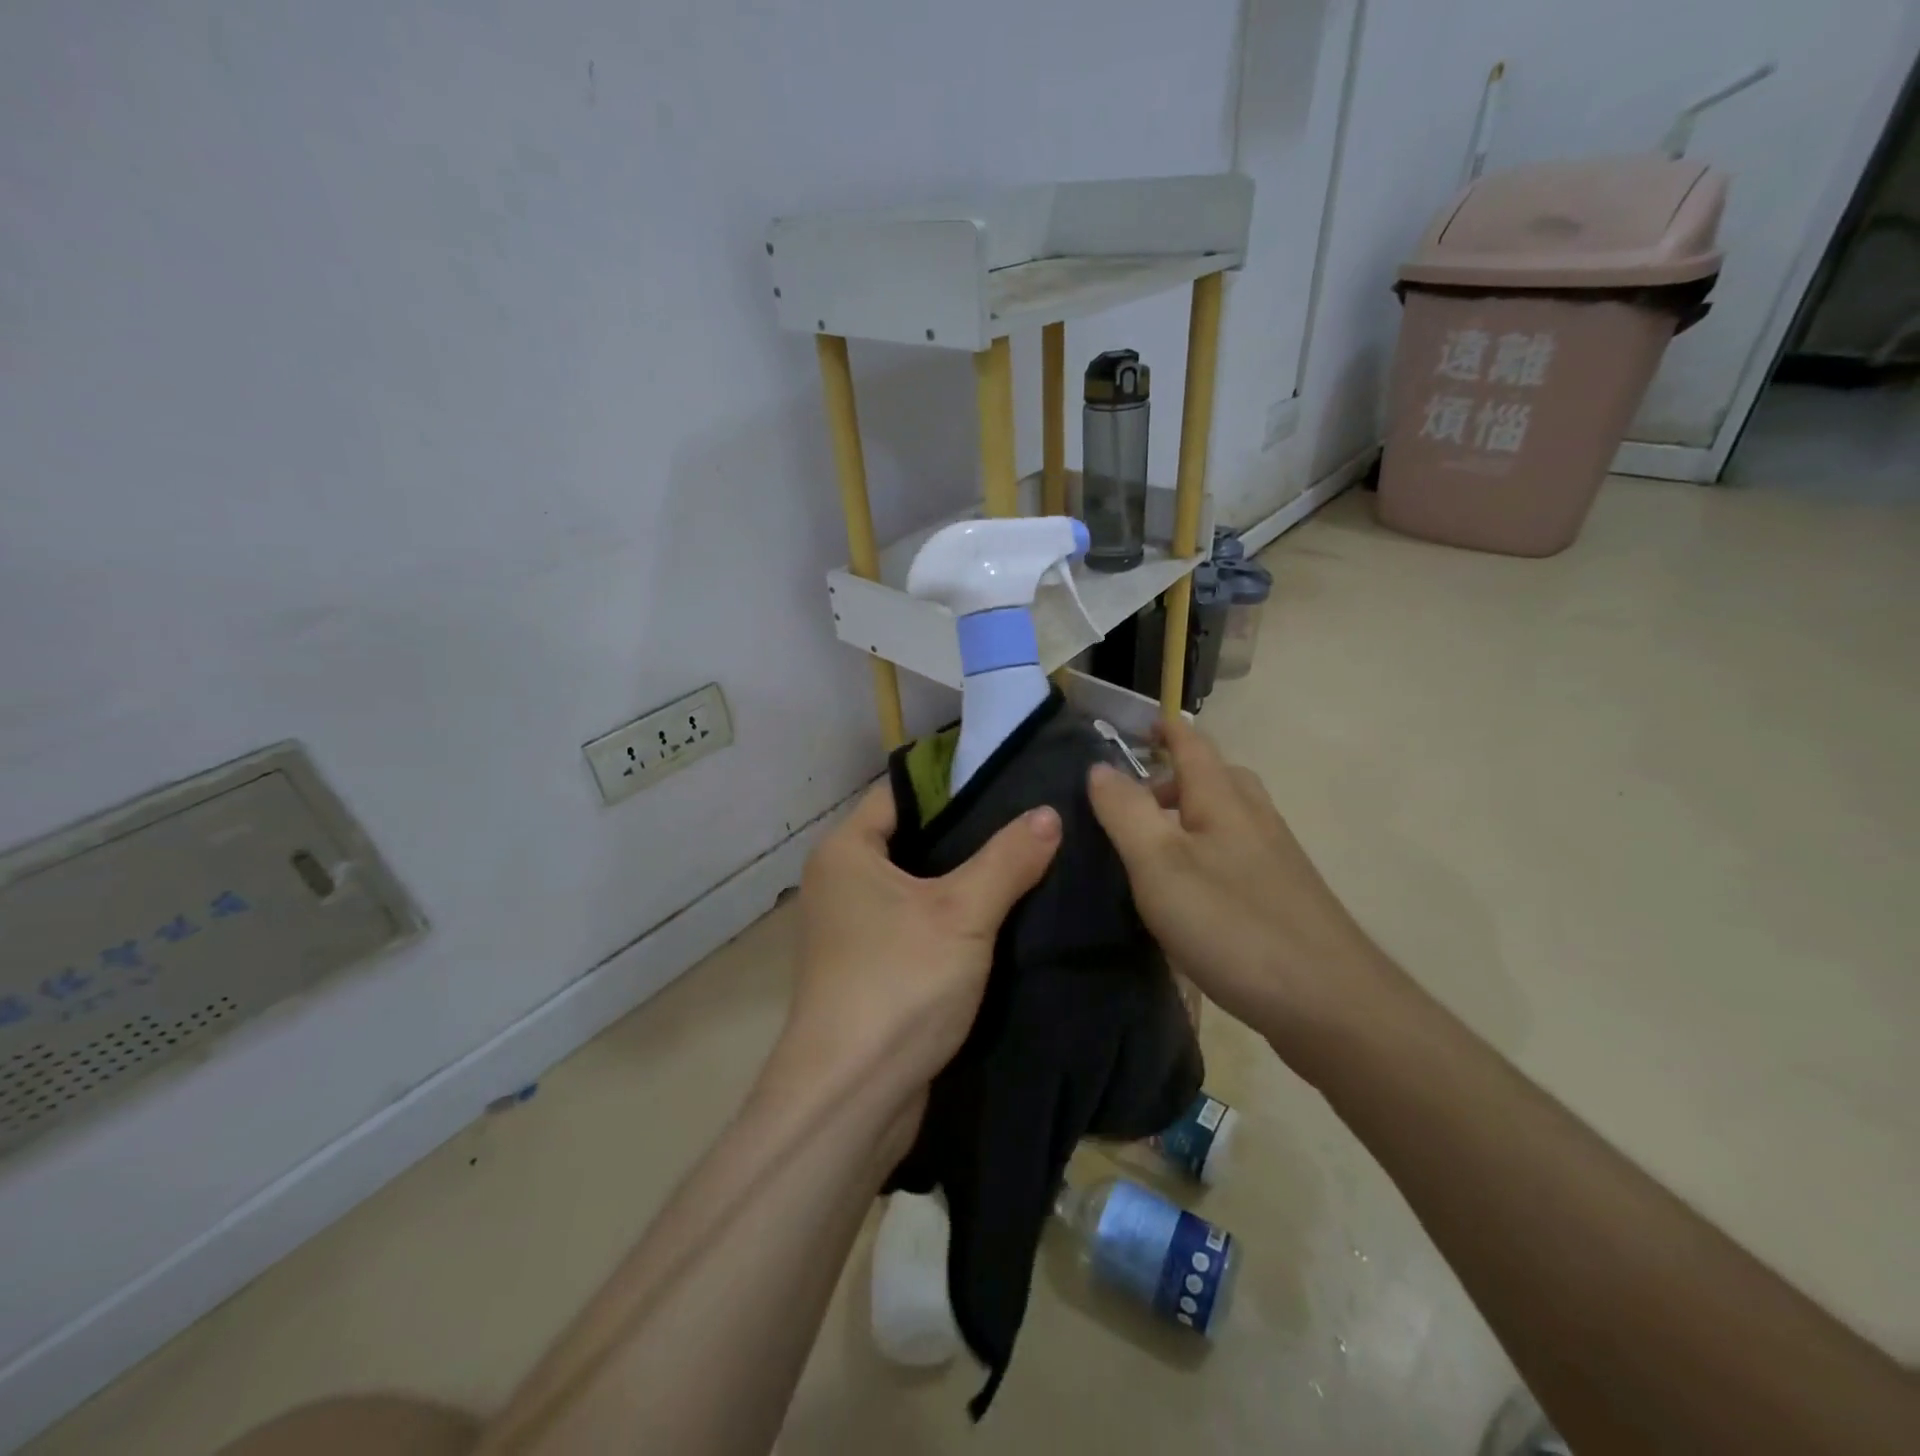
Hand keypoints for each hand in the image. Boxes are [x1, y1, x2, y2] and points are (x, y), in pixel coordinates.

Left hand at [780, 782, 1060, 1103]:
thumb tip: (1048, 814)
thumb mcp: (963, 914)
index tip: (1009, 781)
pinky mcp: (872, 968)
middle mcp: (840, 882)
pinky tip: (1002, 917)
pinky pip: (916, 924)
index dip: (952, 784)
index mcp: (846, 851)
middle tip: (1029, 822)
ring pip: (917, 885)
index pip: (901, 792)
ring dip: (964, 880)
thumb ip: (1007, 859)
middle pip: (912, 837)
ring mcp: (853, 929)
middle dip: (967, 833)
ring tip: (1027, 861)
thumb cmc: (899, 984)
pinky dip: (952, 918)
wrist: (851, 1099)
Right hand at [1086, 718, 1387, 1068]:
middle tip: (1134, 800)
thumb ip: (1126, 812)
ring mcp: (1276, 860)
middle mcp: (1255, 819)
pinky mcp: (1285, 898)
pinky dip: (1208, 853)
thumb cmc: (1233, 925)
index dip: (1165, 729)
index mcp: (1223, 801)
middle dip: (1175, 776)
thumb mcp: (1160, 864)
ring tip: (1154, 847)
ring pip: (1229, 818)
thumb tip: (1100, 766)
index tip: (1138, 725)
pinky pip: (1238, 854)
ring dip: (1191, 816)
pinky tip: (1191, 893)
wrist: (1330, 1004)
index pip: (1193, 745)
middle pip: (1217, 778)